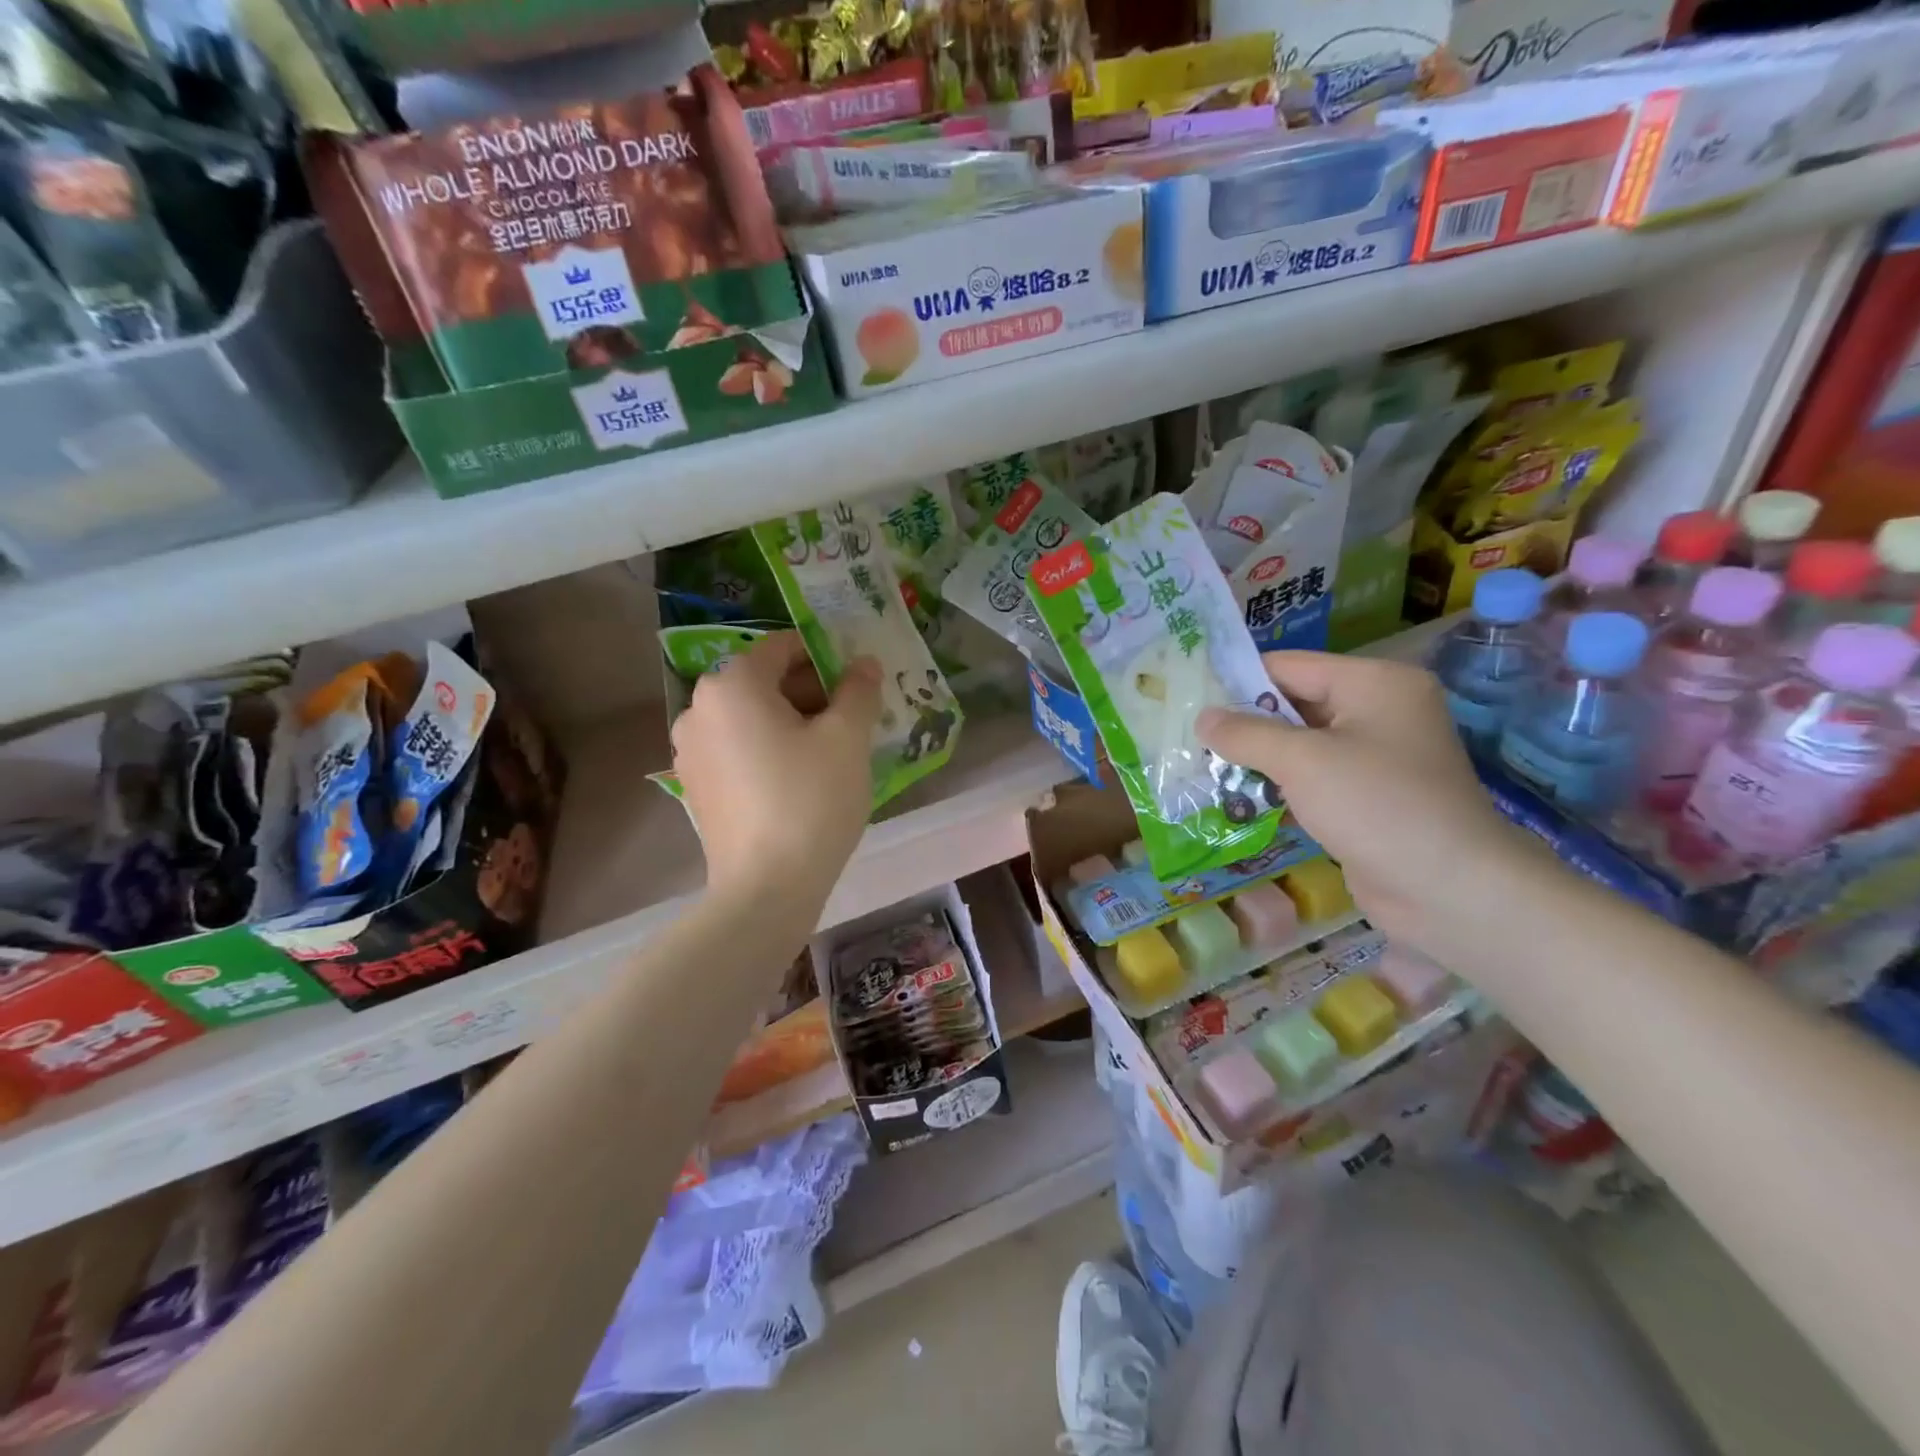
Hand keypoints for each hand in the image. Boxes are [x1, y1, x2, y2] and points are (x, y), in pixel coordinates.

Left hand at [671, 633, 879, 900]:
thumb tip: (863, 664)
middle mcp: (698, 708)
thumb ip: (858, 690)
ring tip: (827, 753)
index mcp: (732, 684)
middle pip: (762, 681)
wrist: (766, 888)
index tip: (855, 684)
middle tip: (849, 721)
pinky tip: (796, 780)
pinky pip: (736, 748)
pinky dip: (767, 749)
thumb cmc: (811, 800)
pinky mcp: (695, 785)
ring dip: (789, 722)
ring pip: (749, 717)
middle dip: (808, 692)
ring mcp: (690, 750)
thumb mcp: (848, 738)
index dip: (825, 658)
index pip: (782, 648)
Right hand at [1198, 652, 1543, 957]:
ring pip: (1300, 746)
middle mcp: (1378, 710)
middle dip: (1244, 725)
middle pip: (1294, 705)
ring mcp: (1376, 756)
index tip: (1189, 699)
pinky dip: (1279, 786)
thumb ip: (1246, 734)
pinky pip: (1313, 778)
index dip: (1238, 681)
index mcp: (1373, 683)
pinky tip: (1238, 799)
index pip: (1289, 667)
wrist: (1448, 889)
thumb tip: (1202, 717)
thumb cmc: (1374, 805)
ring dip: (1257, 759)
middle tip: (1190, 739)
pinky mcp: (1369, 796)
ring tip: (1203, 769)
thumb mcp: (1301, 761)